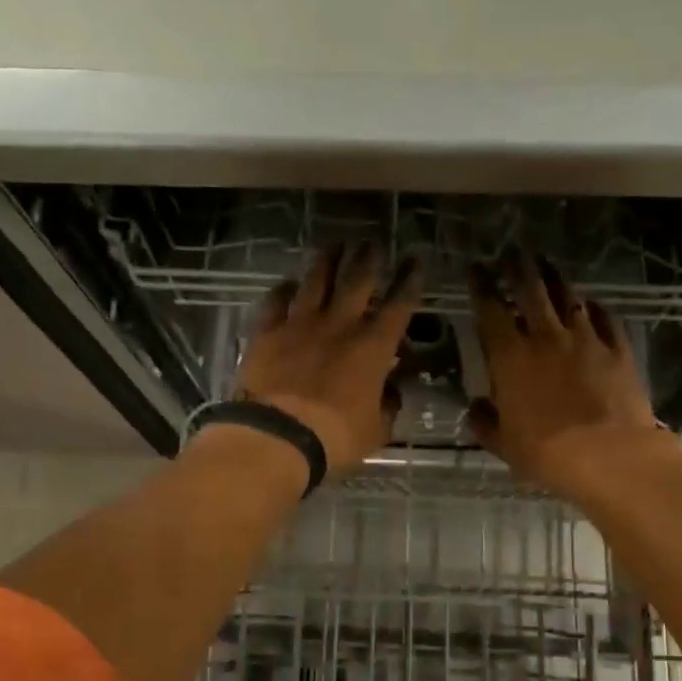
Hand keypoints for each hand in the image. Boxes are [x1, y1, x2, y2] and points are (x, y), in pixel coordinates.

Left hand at [233, 245, 422, 475]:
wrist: (277, 436)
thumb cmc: (336, 438)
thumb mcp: (376, 429)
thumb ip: (387, 405)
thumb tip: (391, 392)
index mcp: (373, 347)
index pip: (399, 305)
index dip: (409, 281)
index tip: (414, 261)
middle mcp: (339, 325)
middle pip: (357, 281)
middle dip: (368, 259)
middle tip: (371, 243)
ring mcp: (300, 324)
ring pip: (316, 281)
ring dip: (327, 261)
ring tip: (334, 245)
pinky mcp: (267, 333)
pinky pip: (275, 302)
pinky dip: (283, 291)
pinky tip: (287, 284)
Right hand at [466, 250, 667, 497]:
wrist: (611, 456)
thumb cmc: (547, 453)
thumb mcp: (504, 444)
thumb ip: (485, 422)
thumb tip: (476, 408)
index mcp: (510, 357)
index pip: (490, 310)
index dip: (481, 286)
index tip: (476, 269)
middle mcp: (546, 338)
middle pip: (531, 290)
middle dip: (518, 268)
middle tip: (512, 253)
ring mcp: (585, 339)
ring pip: (568, 297)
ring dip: (554, 278)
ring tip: (546, 265)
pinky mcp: (617, 349)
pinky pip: (604, 318)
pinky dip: (593, 307)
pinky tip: (590, 303)